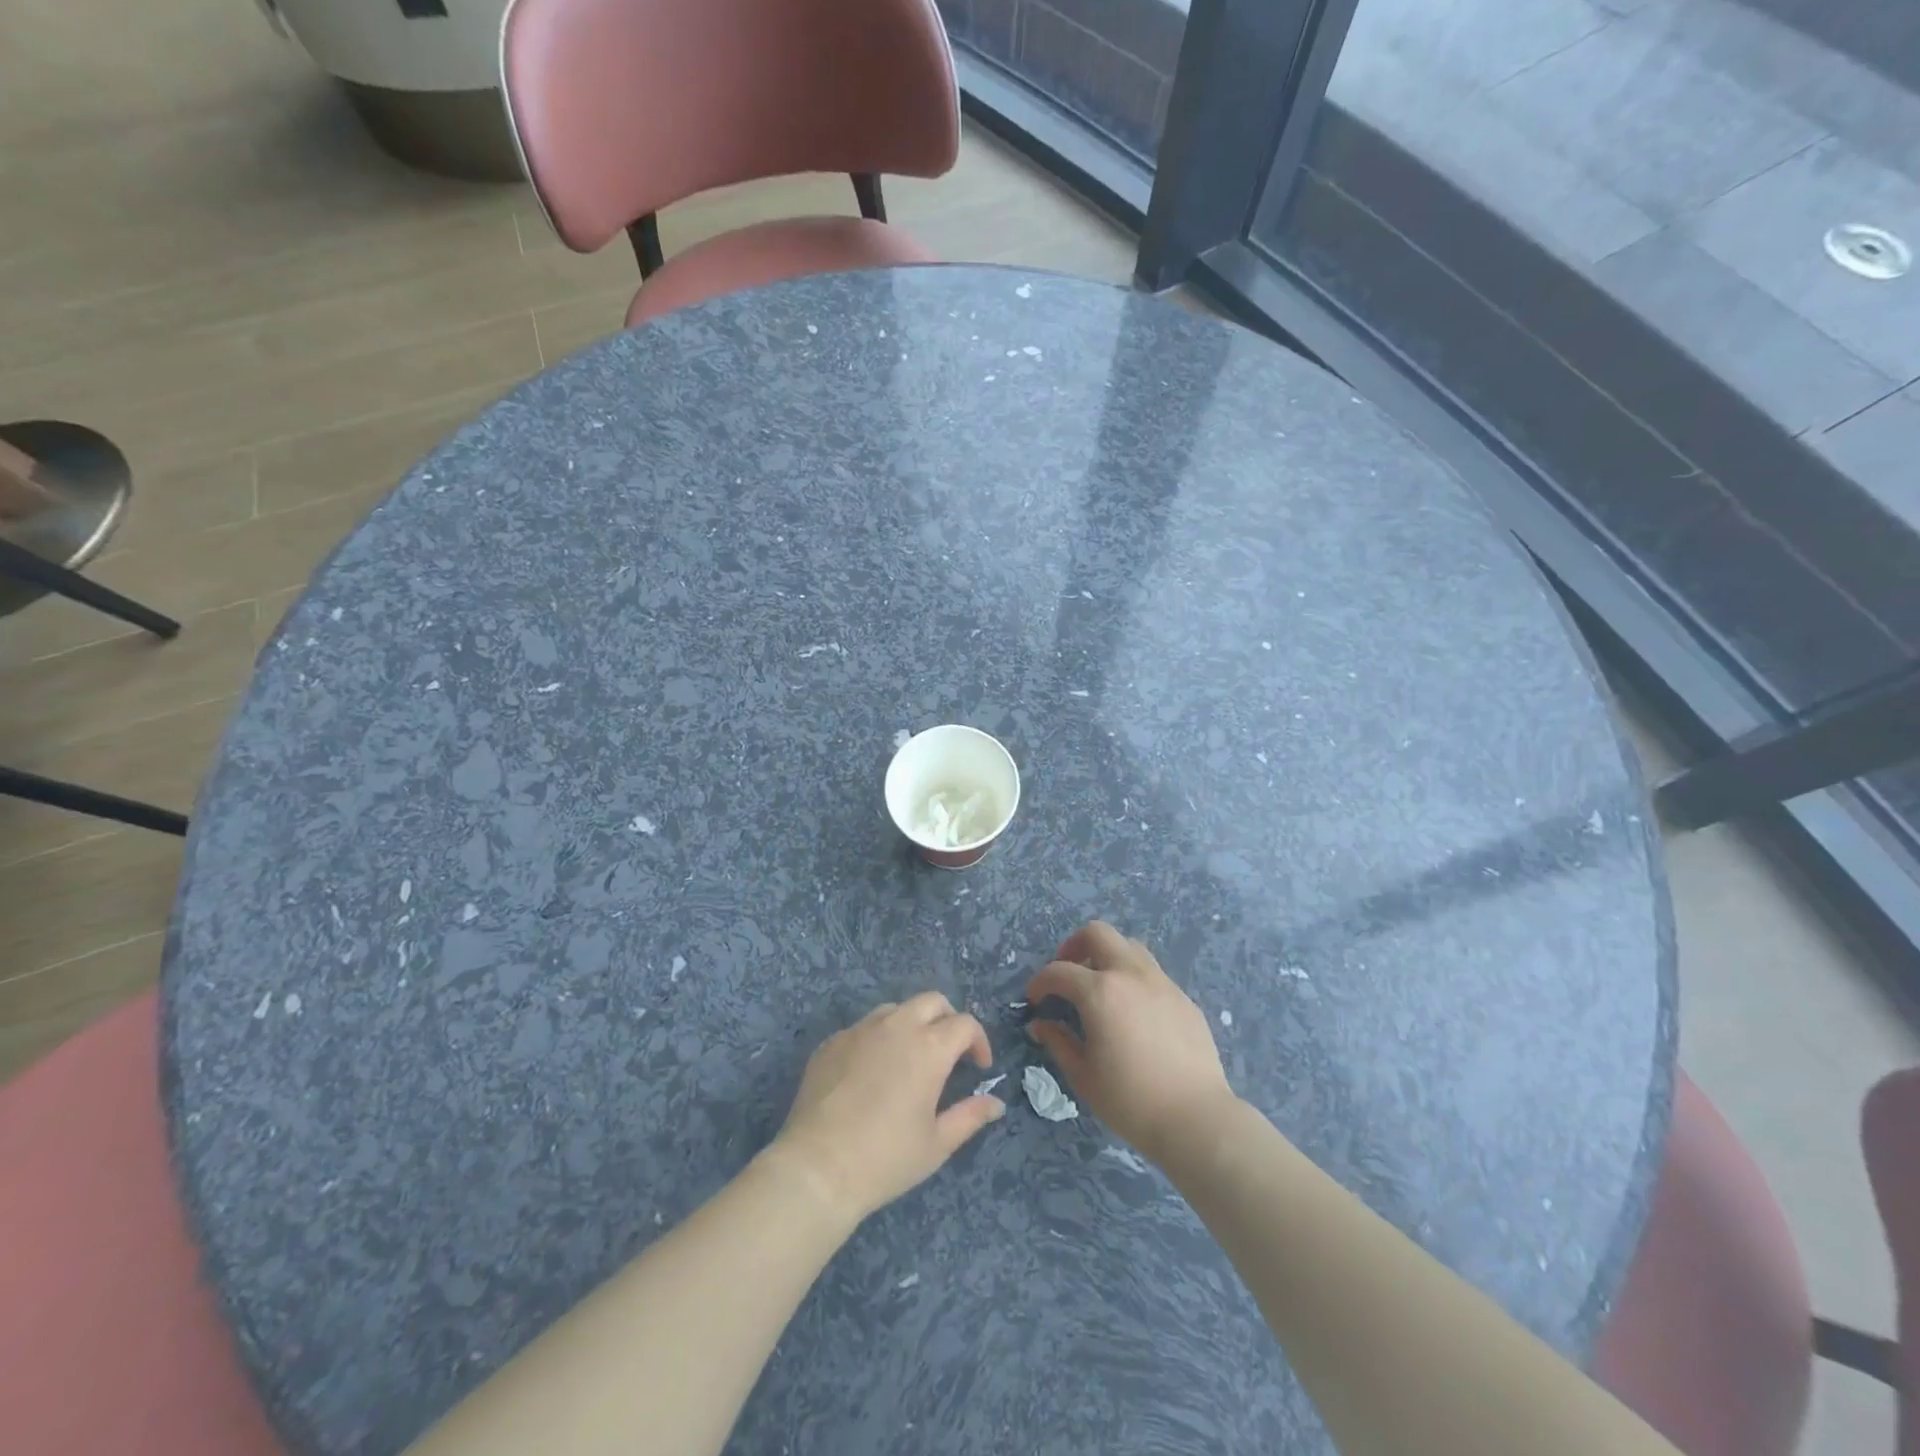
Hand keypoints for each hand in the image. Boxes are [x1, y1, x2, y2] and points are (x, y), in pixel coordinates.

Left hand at [768, 992, 1004, 1224]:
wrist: (817, 1168)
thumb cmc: (886, 1158)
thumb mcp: (937, 1144)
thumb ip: (970, 1117)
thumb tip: (996, 1104)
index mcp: (928, 1047)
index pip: (964, 1024)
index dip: (978, 1041)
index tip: (979, 1067)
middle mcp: (896, 1026)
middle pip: (932, 1001)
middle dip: (948, 1020)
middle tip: (949, 1054)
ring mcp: (860, 1030)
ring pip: (895, 1009)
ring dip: (912, 1024)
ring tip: (910, 1060)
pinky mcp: (831, 1042)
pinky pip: (863, 1028)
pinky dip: (877, 1040)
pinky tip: (871, 1074)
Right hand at [1026, 922, 1236, 1162]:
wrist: (1195, 1117)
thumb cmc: (1130, 1100)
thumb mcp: (1083, 1075)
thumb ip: (1058, 1042)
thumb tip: (1041, 1024)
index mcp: (1100, 992)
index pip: (1059, 971)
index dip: (1040, 982)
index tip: (1035, 999)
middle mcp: (1130, 975)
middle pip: (1097, 933)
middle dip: (1074, 946)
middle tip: (1067, 973)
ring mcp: (1161, 982)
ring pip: (1129, 946)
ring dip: (1107, 956)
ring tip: (1100, 986)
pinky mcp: (1183, 997)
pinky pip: (1152, 972)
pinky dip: (1133, 978)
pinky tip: (1132, 1011)